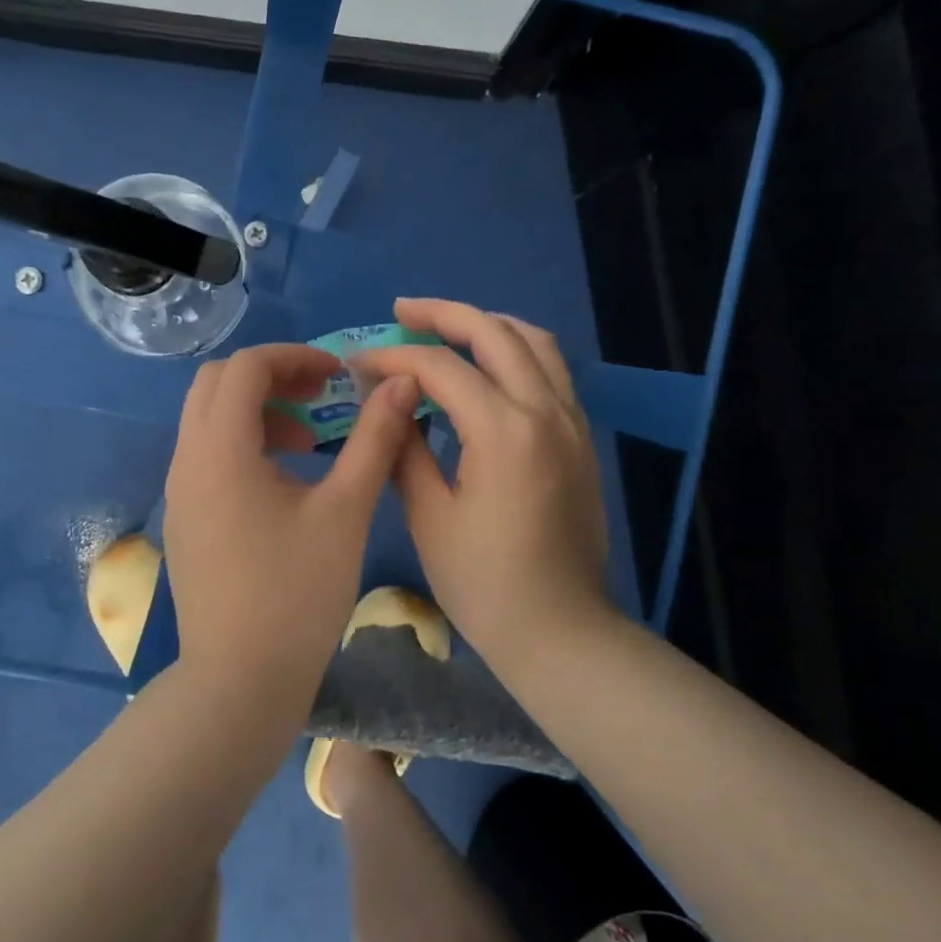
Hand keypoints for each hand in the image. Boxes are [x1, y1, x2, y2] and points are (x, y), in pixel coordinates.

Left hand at [162, 344, 420, 701]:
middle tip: (321, 395)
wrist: (240, 682)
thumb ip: (374, 439)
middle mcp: (187, 459)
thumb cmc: (297, 594)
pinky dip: (243, 442)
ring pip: (209, 418)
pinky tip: (285, 478)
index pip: (247, 366)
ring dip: (257, 410)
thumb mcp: (345, 511)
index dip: (296, 356)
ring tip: (310, 438)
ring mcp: (179, 490)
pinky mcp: (185, 517)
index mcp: (220, 449)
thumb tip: (400, 384)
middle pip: (218, 383)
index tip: (339, 375)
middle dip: (272, 376)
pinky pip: (207, 453)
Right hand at [353, 298, 611, 660]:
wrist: (560, 629)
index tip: (358, 363)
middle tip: (402, 311)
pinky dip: (517, 350)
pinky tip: (489, 365)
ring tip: (448, 326)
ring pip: (535, 341)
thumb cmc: (483, 582)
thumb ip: (405, 447)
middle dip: (443, 314)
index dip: (393, 357)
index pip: (440, 367)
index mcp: (502, 431)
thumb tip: (390, 403)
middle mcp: (544, 410)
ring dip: (488, 323)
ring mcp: (571, 421)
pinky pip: (552, 370)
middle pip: (494, 332)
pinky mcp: (581, 437)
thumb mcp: (428, 515)